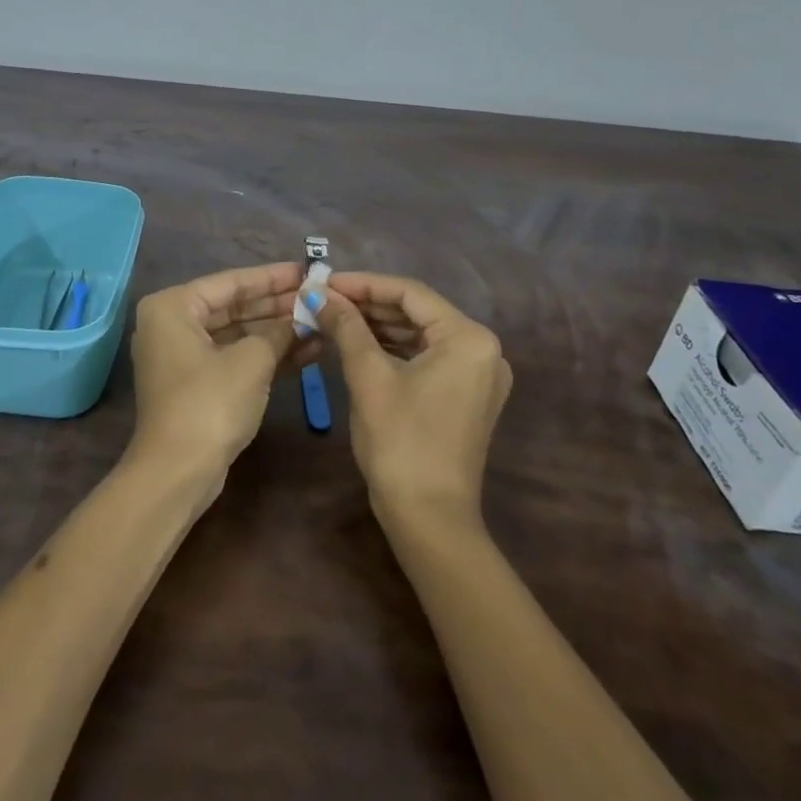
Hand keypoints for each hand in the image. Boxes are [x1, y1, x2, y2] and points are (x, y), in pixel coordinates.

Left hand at [127, 263, 313, 488]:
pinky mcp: (197, 385)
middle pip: (234, 307)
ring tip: (322, 325)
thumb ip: (279, 332)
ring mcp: (183, 357)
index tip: (307, 271)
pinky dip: (267, 356)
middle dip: (278, 306)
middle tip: (319, 298)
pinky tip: (308, 351)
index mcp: (173, 307)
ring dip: (278, 333)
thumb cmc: (210, 402)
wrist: (178, 472)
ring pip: (238, 335)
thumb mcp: (251, 361)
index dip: (273, 278)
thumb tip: (303, 318)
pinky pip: (235, 359)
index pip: (231, 282)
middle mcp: (172, 325)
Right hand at [314, 272, 512, 525]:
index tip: (324, 281)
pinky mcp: (466, 397)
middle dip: (369, 305)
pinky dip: (393, 349)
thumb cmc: (400, 441)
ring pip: (421, 335)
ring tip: (334, 318)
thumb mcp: (368, 376)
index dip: (364, 283)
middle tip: (324, 300)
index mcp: (469, 338)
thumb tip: (317, 293)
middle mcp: (483, 350)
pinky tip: (358, 344)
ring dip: (378, 326)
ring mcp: (478, 376)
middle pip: (418, 312)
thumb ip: (346, 326)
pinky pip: (427, 358)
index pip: (410, 293)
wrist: (429, 519)